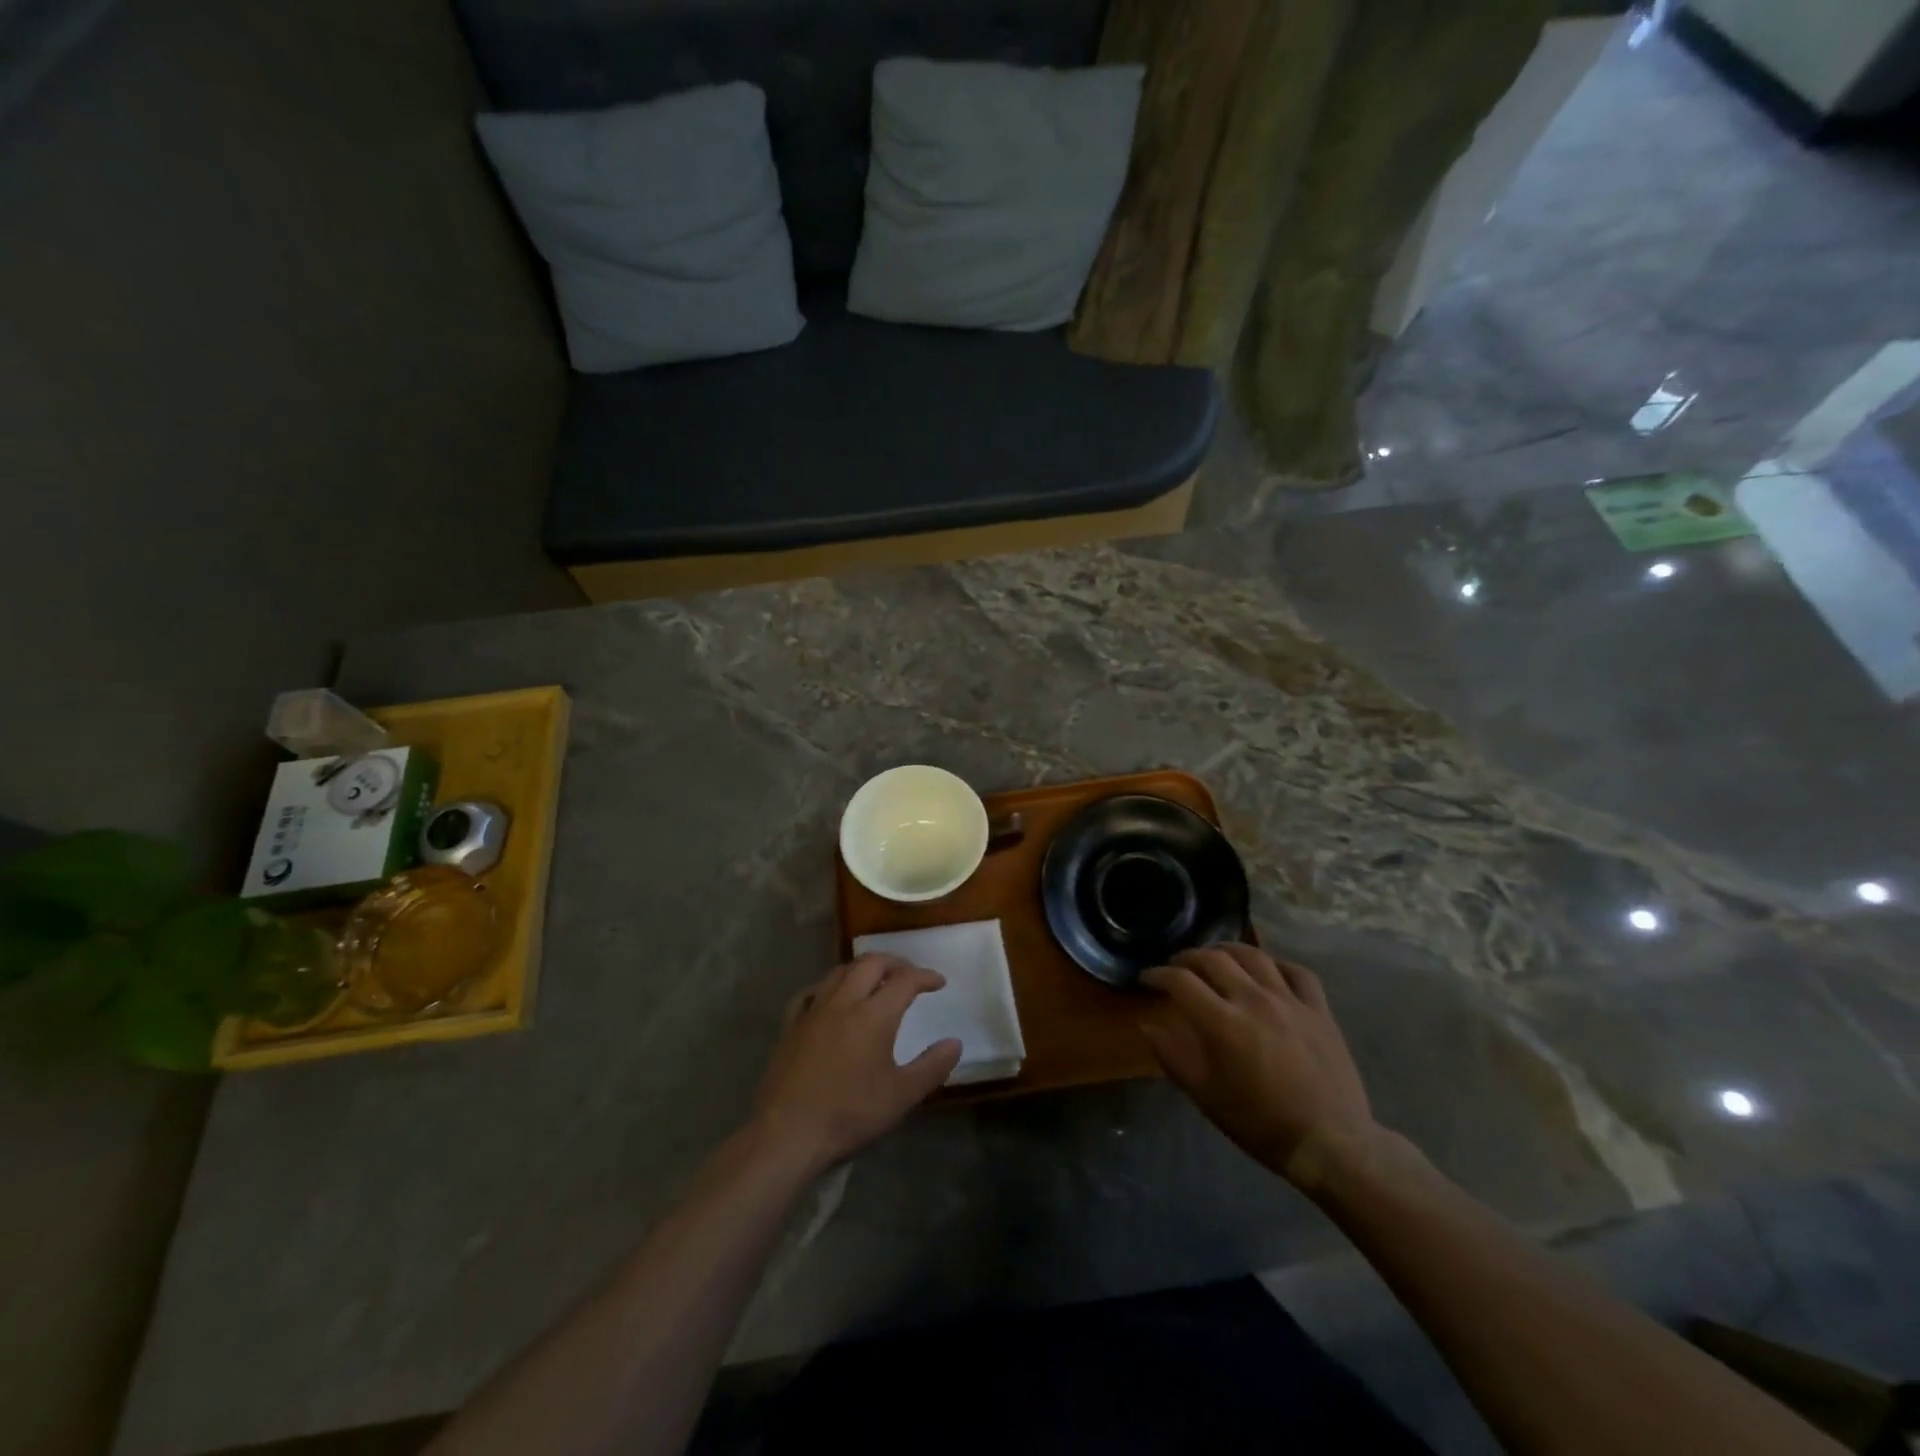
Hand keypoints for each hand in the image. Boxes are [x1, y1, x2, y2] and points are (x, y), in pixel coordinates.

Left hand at [752, 955, 960, 1173]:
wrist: (788, 1133)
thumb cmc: (850, 1114)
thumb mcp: (901, 1096)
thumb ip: (932, 1067)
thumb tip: (955, 1043)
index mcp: (874, 1015)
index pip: (905, 981)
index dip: (925, 977)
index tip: (939, 982)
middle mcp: (844, 1002)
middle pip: (871, 963)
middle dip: (894, 963)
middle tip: (909, 974)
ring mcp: (813, 1010)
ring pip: (840, 971)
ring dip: (862, 968)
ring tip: (874, 980)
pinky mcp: (791, 1025)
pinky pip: (811, 991)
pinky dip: (828, 986)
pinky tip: (830, 997)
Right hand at [1141, 944, 1380, 1186]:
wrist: (1330, 1143)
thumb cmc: (1261, 1124)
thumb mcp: (1206, 1097)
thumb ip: (1173, 1057)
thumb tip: (1148, 1026)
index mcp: (1222, 1022)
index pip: (1180, 981)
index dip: (1157, 975)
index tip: (1147, 979)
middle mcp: (1253, 1000)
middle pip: (1213, 959)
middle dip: (1187, 957)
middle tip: (1176, 966)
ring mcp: (1290, 1000)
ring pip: (1253, 955)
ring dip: (1227, 950)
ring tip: (1215, 956)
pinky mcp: (1319, 1009)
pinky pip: (1296, 971)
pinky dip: (1276, 964)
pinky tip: (1267, 971)